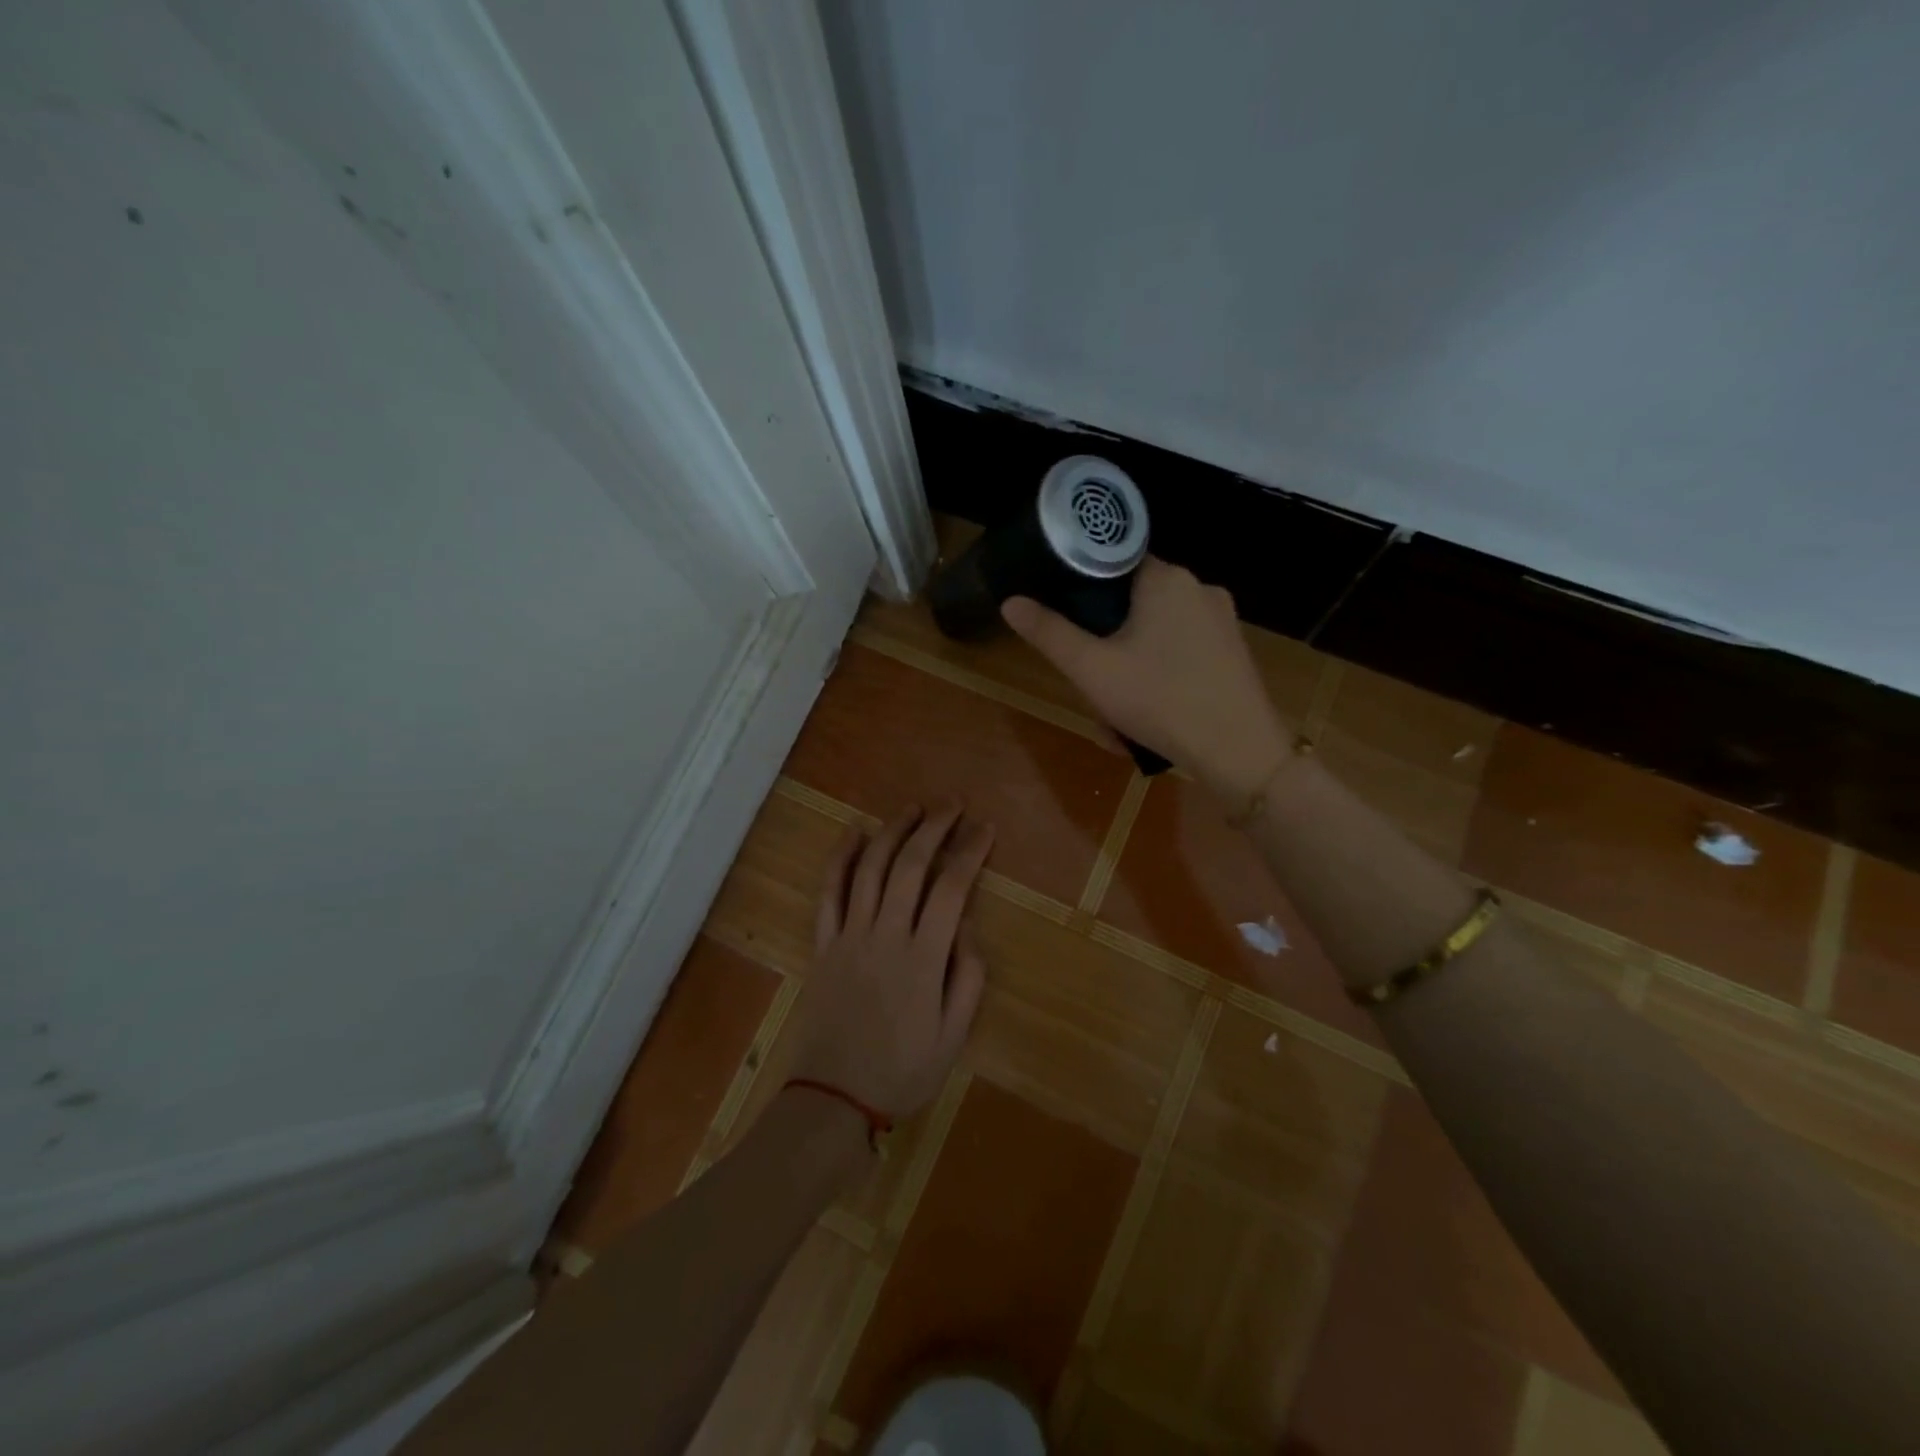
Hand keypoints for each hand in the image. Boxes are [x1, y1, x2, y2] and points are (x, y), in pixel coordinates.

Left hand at [789, 803, 992, 1120]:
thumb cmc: (901, 1071)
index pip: (951, 888)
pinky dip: (839, 858)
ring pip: (869, 868)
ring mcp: (849, 935)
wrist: (833, 1099)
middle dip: (934, 827)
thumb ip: (967, 977)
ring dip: (892, 831)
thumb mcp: (953, 1037)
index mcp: (922, 957)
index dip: (970, 852)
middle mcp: (885, 934)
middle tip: (953, 804)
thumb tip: (967, 926)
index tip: (986, 829)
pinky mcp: (823, 944)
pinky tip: (852, 833)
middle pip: (910, 865)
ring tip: (912, 808)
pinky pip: (829, 892)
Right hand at [1002, 557, 1290, 799]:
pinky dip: (1160, 677)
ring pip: (1156, 634)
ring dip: (1130, 669)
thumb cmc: (1160, 701)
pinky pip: (1182, 653)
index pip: (1113, 563)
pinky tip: (1151, 716)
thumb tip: (1011, 602)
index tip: (1068, 624)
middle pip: (1133, 604)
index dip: (1083, 591)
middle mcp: (1199, 587)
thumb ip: (1049, 633)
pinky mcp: (1234, 651)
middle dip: (1106, 646)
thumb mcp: (1092, 670)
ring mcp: (1222, 621)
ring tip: (1118, 717)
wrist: (1240, 753)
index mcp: (1166, 578)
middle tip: (1092, 686)